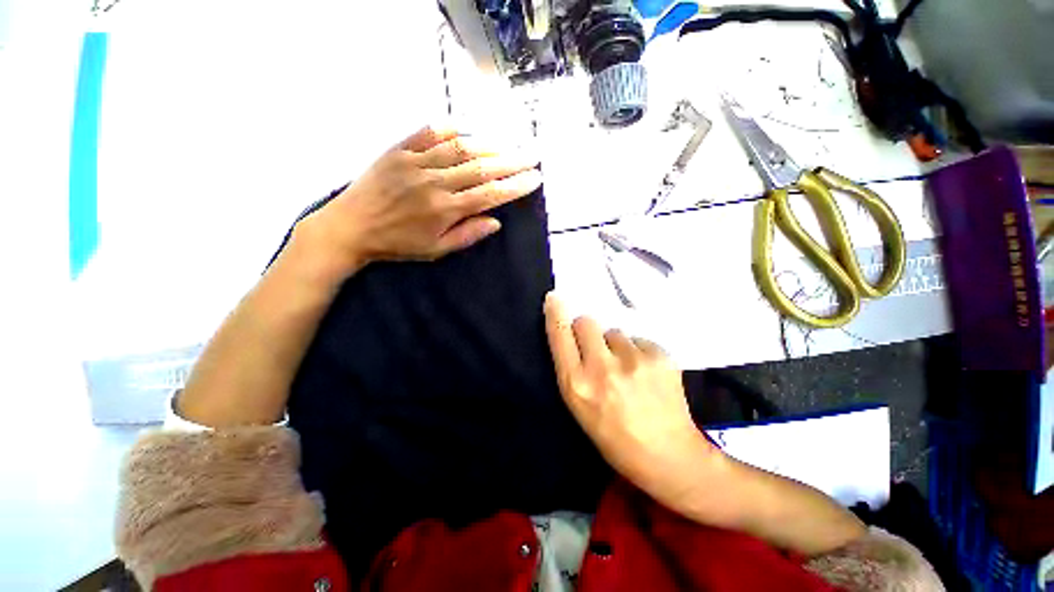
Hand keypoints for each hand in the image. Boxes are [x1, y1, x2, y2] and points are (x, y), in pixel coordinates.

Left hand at [295, 125, 541, 282]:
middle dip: (511, 161)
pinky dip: (449, 127)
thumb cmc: (397, 244)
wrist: (350, 227)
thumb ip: (467, 235)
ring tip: (509, 142)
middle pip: (481, 168)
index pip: (489, 194)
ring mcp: (415, 162)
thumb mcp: (436, 250)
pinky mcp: (398, 150)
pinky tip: (466, 126)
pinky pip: (427, 133)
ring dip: (489, 143)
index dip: (515, 186)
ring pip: (460, 148)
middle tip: (532, 155)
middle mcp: (434, 182)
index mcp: (445, 210)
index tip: (535, 179)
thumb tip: (496, 222)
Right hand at [543, 293, 719, 504]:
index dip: (555, 313)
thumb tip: (573, 335)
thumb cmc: (614, 436)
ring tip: (628, 370)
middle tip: (597, 348)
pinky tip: (647, 374)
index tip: (554, 298)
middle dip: (588, 330)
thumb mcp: (580, 408)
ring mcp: (633, 360)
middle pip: (586, 322)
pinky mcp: (660, 356)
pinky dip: (639, 352)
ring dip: (616, 345)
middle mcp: (602, 368)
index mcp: (577, 385)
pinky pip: (640, 340)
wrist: (667, 456)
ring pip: (615, 332)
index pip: (560, 335)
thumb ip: (573, 370)